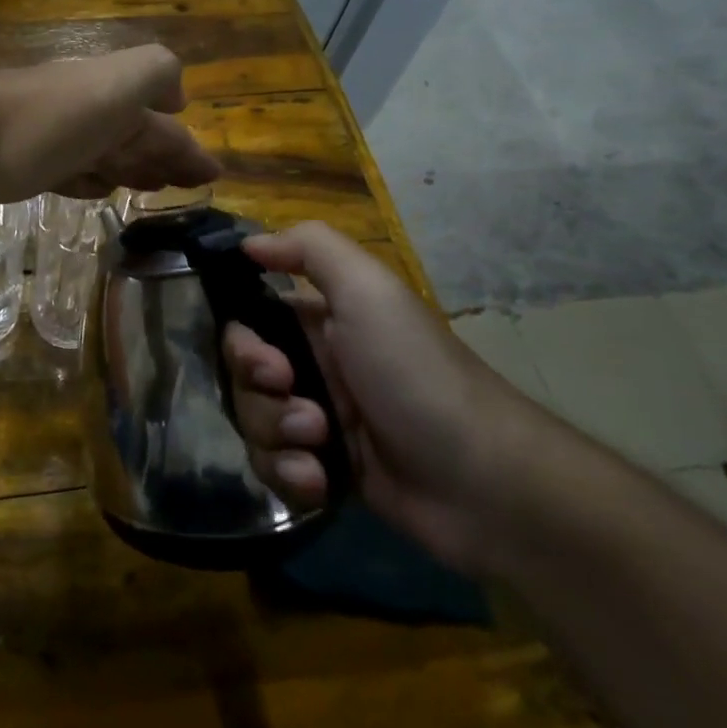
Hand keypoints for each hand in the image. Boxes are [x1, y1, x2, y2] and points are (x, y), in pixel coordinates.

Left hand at [0, 44, 221, 207]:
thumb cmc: (50, 119)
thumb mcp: (117, 84)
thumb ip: (154, 74)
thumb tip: (176, 97)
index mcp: (111, 93)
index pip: (161, 123)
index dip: (187, 147)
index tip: (211, 174)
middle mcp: (84, 113)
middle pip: (133, 137)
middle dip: (163, 157)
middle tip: (186, 184)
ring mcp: (51, 140)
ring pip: (103, 155)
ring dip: (131, 169)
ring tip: (152, 188)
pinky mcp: (22, 168)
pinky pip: (69, 174)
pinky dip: (90, 181)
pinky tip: (97, 190)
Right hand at [221, 222, 540, 574]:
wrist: (483, 483)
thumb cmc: (416, 374)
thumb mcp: (368, 290)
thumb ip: (309, 247)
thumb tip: (249, 243)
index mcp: (319, 322)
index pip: (248, 325)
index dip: (242, 346)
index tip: (271, 367)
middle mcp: (313, 366)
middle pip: (243, 379)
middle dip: (261, 399)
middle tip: (309, 415)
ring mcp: (318, 421)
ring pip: (253, 425)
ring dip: (277, 438)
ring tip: (321, 448)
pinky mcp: (324, 470)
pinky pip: (274, 468)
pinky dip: (290, 475)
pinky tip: (321, 483)